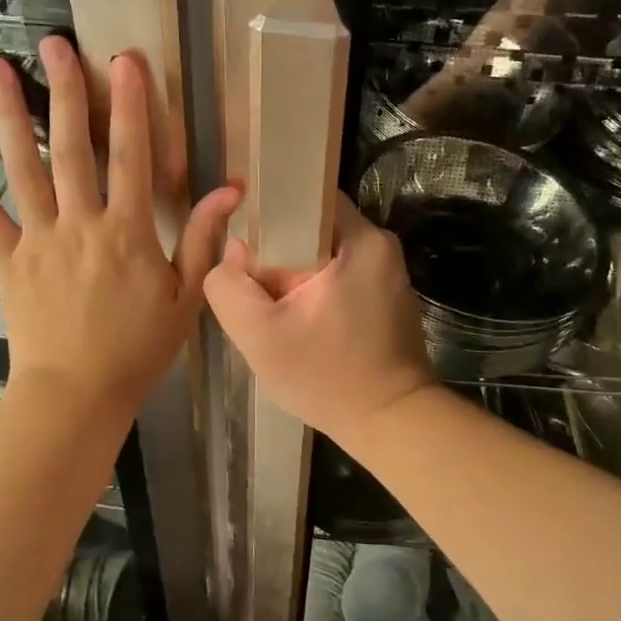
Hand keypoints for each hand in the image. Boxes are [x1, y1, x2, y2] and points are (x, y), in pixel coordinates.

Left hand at [0, 37, 239, 424]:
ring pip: (23, 169)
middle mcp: (79, 224)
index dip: (130, 106)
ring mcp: (38, 241)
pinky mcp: (9, 262)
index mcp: (127, 232)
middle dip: (65, 92)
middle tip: (52, 43)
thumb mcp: (186, 299)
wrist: (76, 394)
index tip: (125, 61)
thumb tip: (230, 191)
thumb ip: (204, 241)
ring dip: (10, 117)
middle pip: (71, 148)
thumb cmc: (138, 349)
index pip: (130, 157)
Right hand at [203, 194, 436, 446]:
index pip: (307, 197)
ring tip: (276, 306)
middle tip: (257, 285)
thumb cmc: (326, 377)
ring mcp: (389, 273)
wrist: (391, 423)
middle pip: (314, 227)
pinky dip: (319, 289)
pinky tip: (304, 321)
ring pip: (325, 253)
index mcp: (361, 240)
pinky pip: (342, 275)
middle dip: (280, 250)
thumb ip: (229, 287)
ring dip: (298, 273)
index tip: (246, 242)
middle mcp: (381, 247)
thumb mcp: (259, 336)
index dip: (270, 212)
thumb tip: (235, 251)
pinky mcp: (389, 297)